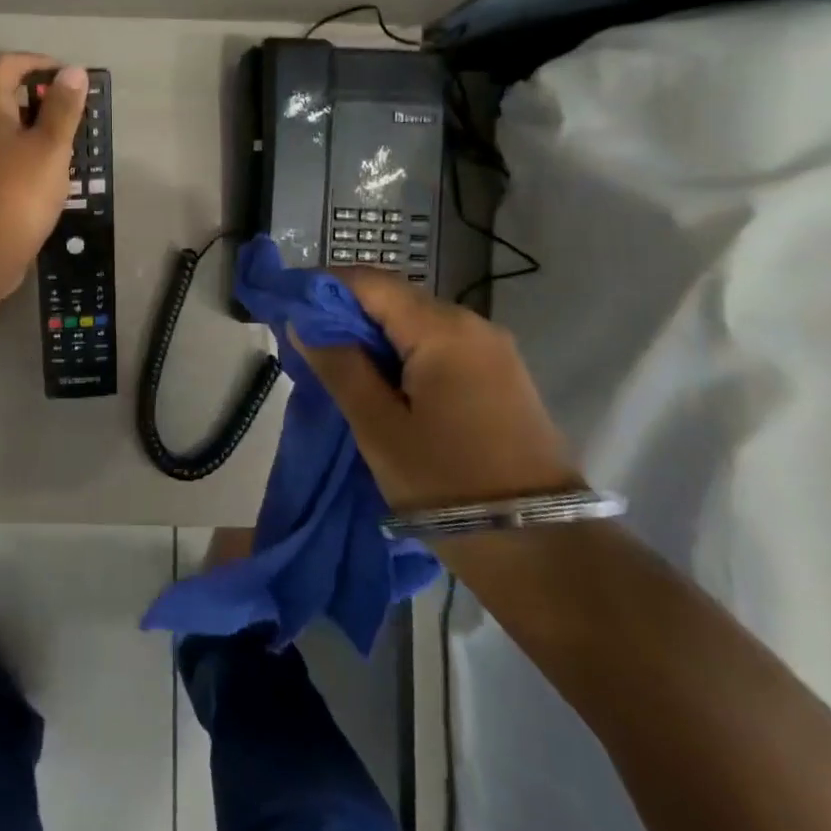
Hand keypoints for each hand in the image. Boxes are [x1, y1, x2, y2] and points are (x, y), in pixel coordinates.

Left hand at [0, 53, 86, 298]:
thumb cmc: (20, 191)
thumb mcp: (50, 146)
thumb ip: (63, 107)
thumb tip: (72, 72)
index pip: (4, 65)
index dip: (35, 62)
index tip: (66, 77)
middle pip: (8, 96)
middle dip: (44, 98)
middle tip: (77, 112)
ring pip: (12, 129)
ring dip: (42, 129)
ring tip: (75, 143)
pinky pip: (12, 155)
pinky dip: (35, 154)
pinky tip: (58, 174)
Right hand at [293, 269, 579, 511]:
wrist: (541, 548)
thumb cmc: (446, 482)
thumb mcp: (378, 426)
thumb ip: (338, 365)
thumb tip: (303, 322)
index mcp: (442, 329)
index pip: (370, 282)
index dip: (323, 288)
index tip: (289, 309)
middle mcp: (473, 324)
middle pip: (395, 298)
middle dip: (347, 314)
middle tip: (307, 345)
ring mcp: (493, 349)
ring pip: (416, 322)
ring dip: (374, 336)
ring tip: (339, 368)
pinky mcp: (501, 375)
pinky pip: (440, 345)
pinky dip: (404, 353)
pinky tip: (383, 383)